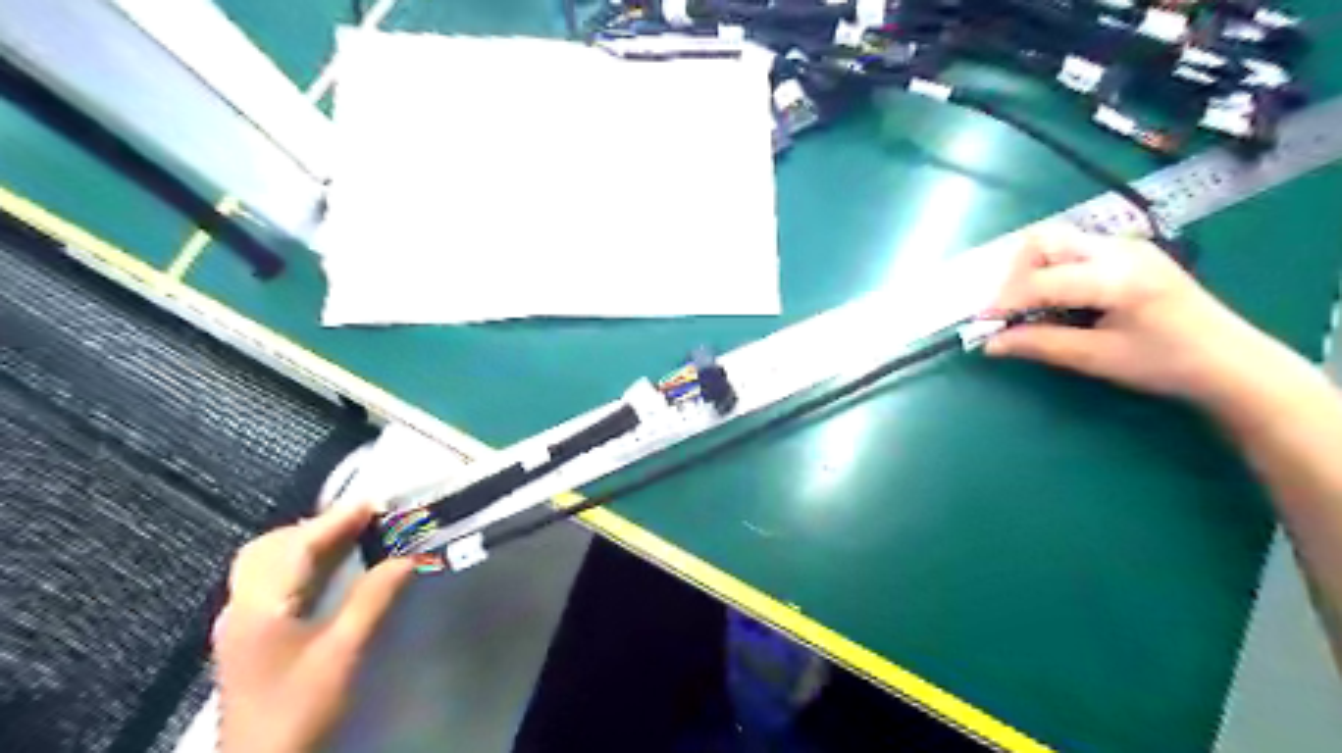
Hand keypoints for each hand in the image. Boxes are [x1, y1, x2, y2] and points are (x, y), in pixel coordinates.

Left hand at [212, 506, 415, 751]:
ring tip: (349, 542)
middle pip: (269, 547)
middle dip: (316, 527)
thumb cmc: (301, 708)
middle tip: (362, 524)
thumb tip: (408, 556)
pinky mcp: (246, 637)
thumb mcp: (344, 652)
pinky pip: (268, 581)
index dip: (338, 519)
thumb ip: (374, 598)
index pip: (298, 544)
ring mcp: (238, 623)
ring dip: (306, 543)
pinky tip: (325, 574)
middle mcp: (241, 606)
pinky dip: (299, 564)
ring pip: (265, 563)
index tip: (376, 503)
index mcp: (260, 606)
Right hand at [984, 223, 1270, 406]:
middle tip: (1008, 312)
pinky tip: (1058, 303)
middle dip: (1014, 276)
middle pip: (1043, 242)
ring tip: (1031, 310)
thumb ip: (1039, 344)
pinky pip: (1073, 252)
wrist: (1231, 361)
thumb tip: (990, 344)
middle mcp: (1118, 250)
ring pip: (1056, 243)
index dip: (1004, 301)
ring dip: (1031, 272)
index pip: (1041, 280)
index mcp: (1116, 277)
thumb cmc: (1165, 363)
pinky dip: (1052, 273)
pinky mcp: (1127, 253)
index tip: (982, 324)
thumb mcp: (1097, 358)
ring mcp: (1125, 247)